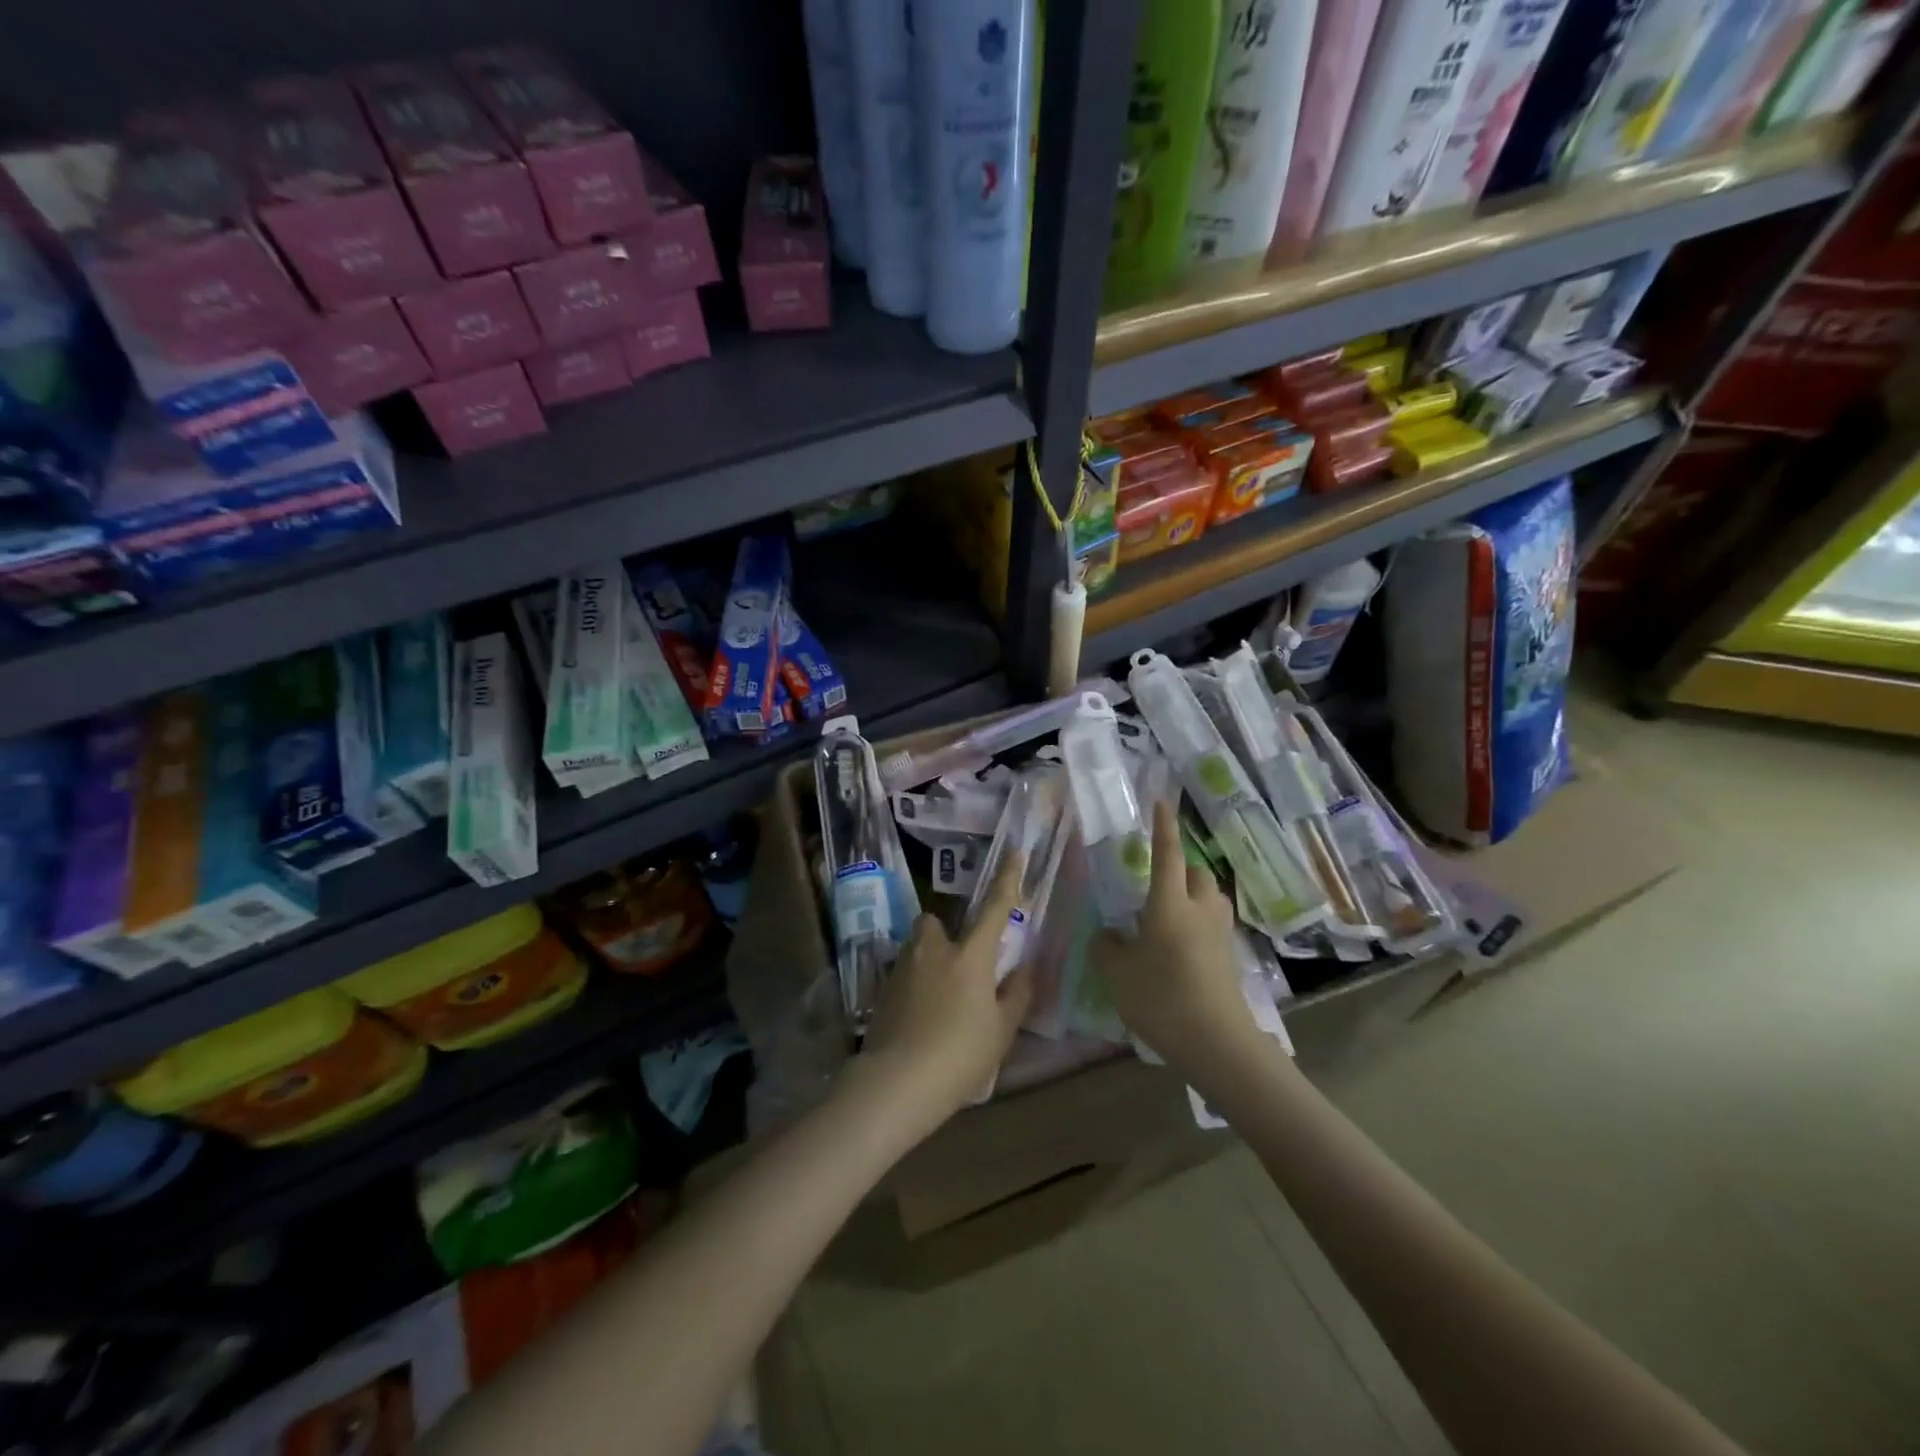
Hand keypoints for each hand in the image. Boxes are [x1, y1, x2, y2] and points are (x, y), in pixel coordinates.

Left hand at [853, 852, 1034, 1130]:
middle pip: (935, 922)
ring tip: (939, 997)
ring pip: (916, 947)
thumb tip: (1024, 969)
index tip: (1014, 853)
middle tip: (960, 964)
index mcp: (970, 955)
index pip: (994, 907)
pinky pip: (903, 973)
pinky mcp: (881, 989)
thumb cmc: (960, 1055)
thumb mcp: (1001, 1031)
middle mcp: (934, 950)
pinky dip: (913, 985)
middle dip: (945, 933)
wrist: (897, 1082)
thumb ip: (1016, 995)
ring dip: (928, 959)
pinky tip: (919, 1017)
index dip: (1007, 879)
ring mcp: (903, 967)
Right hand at [1091, 800, 1259, 1076]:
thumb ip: (1106, 947)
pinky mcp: (1230, 959)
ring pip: (1211, 899)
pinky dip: (1200, 926)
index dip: (1164, 828)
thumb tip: (1108, 935)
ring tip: (1171, 915)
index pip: (1167, 855)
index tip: (1162, 803)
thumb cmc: (1161, 997)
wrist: (1216, 1042)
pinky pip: (1214, 927)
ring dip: (1195, 896)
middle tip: (1159, 884)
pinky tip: (1182, 949)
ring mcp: (1220, 935)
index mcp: (1169, 904)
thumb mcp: (1116, 973)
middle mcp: (1199, 910)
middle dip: (1183, 869)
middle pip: (1198, 874)